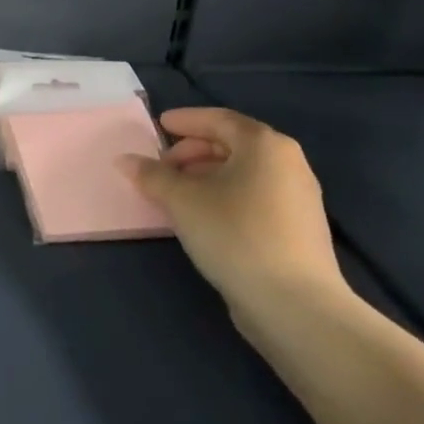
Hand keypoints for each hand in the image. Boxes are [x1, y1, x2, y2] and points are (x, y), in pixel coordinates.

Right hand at [124, 107, 348, 334]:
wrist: (294, 304)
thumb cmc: (234, 233)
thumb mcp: (181, 200)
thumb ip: (151, 175)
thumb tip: (125, 160)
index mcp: (264, 145)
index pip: (219, 119)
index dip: (185, 120)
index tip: (158, 126)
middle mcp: (288, 163)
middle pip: (232, 144)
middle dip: (192, 151)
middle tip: (162, 166)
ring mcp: (298, 198)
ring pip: (242, 173)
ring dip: (205, 176)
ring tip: (175, 193)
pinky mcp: (297, 229)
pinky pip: (253, 196)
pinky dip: (224, 195)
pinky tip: (201, 217)